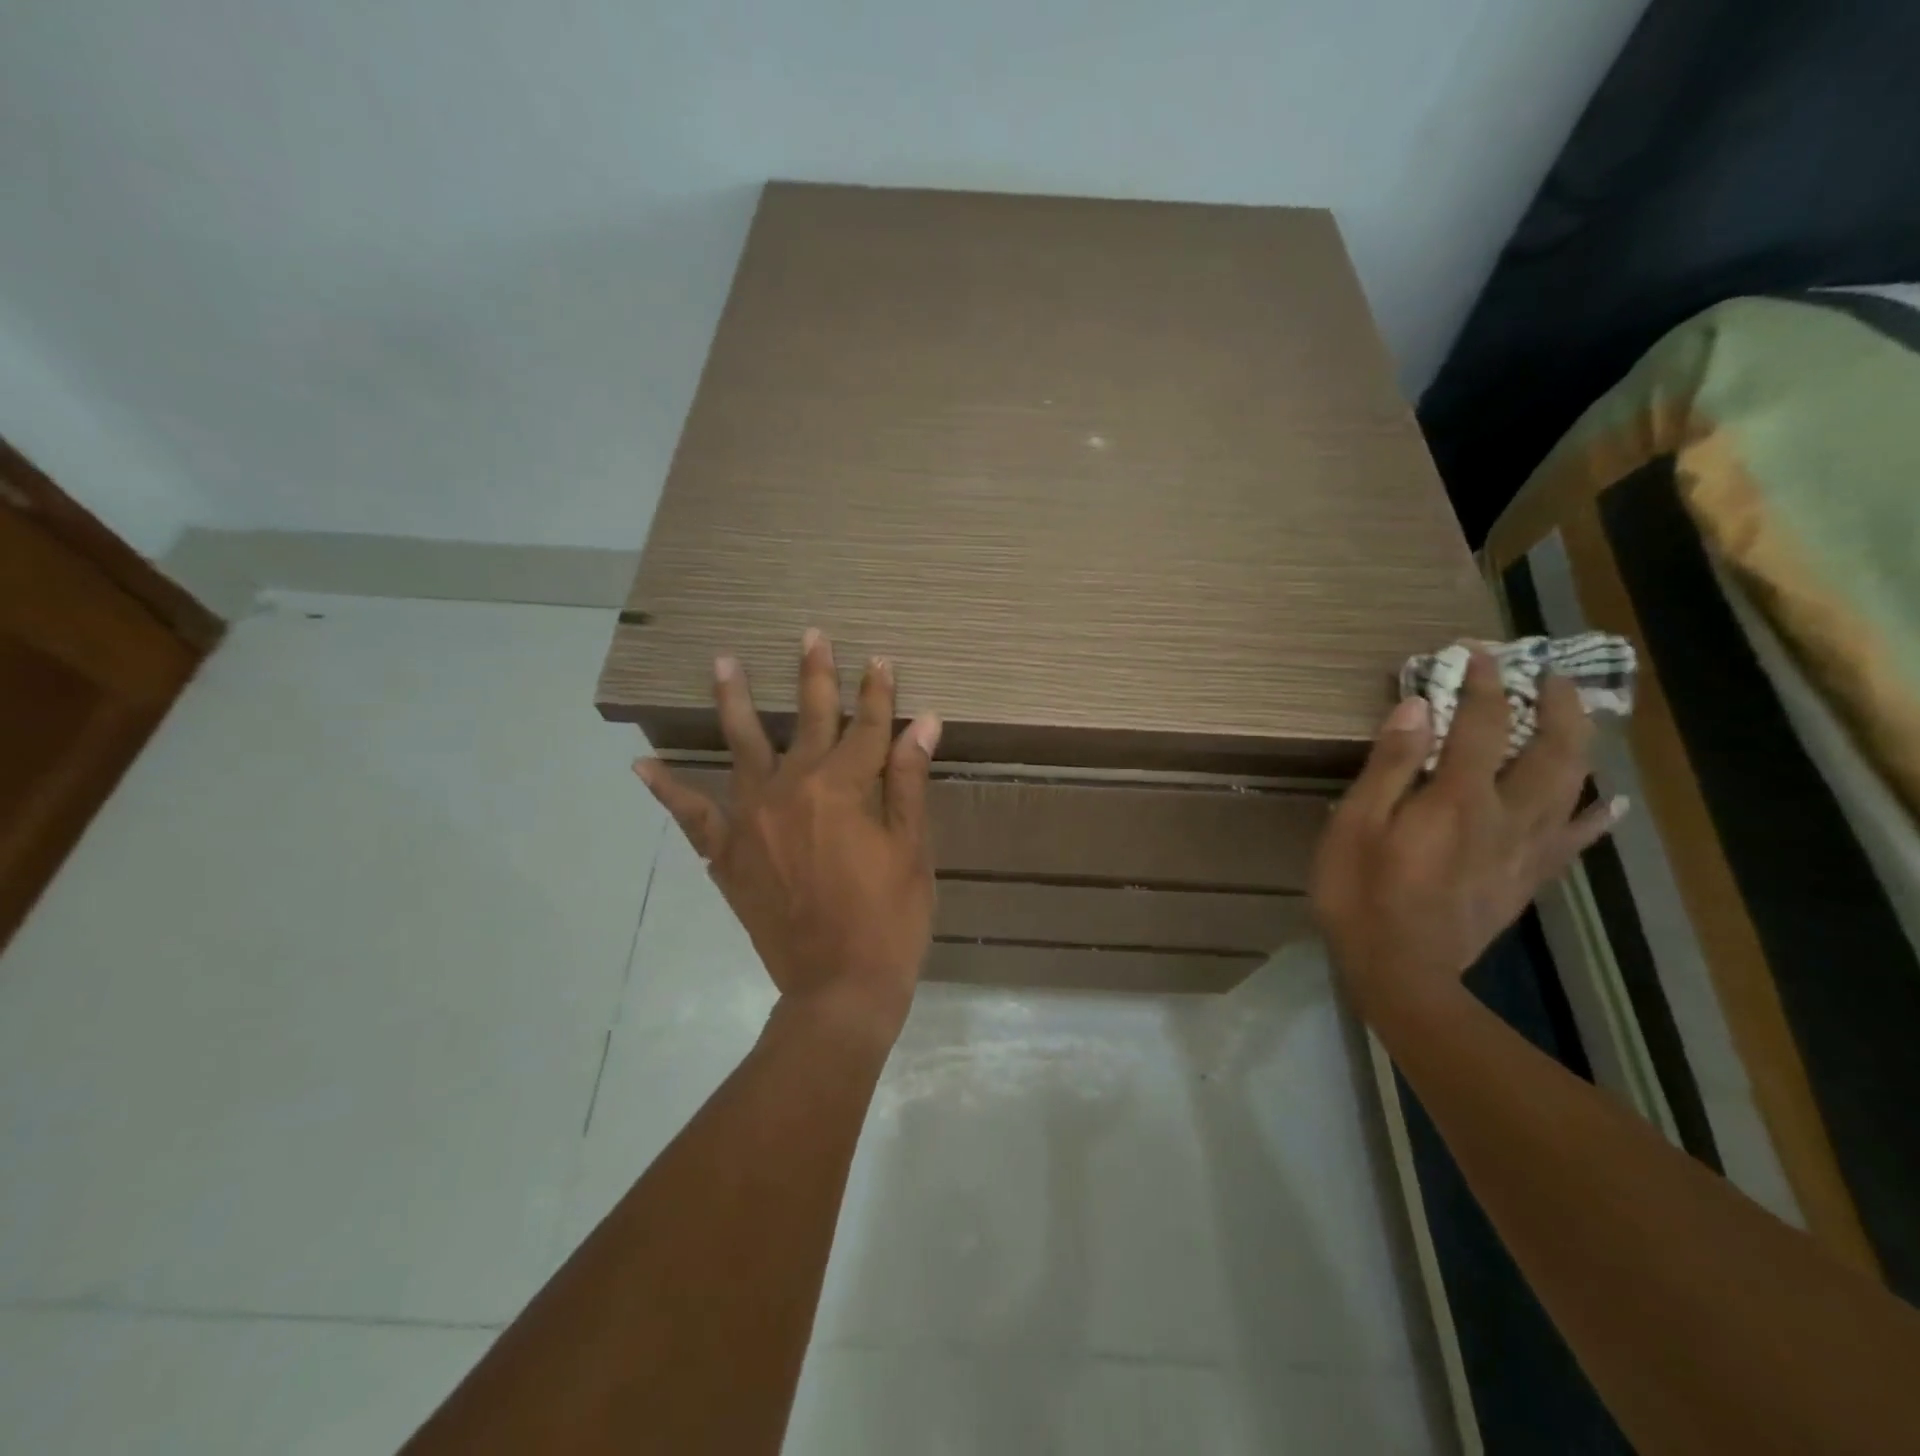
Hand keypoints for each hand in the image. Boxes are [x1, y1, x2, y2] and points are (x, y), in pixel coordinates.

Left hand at [634, 630, 941, 1046]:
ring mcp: (752, 818)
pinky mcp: (727, 853)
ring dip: (733, 700)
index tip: (880, 660)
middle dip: (814, 675)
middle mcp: (793, 789)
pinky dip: (668, 789)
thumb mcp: (912, 849)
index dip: (878, 692)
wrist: (839, 989)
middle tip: (810, 635)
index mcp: (844, 787)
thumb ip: (908, 780)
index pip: (867, 726)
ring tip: (722, 662)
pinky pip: (692, 814)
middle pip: (806, 719)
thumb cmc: (889, 919)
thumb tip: (923, 721)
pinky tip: (643, 765)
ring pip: (740, 745)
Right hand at [1311, 651, 1625, 1024]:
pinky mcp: (1527, 879)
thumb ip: (1389, 765)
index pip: (1480, 723)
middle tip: (1549, 674)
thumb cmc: (1361, 893)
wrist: (1401, 973)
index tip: (1477, 652)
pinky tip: (1608, 802)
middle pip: (1549, 749)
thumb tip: (1419, 706)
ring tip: (1578, 715)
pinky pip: (1573, 840)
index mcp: (1458, 797)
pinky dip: (1595, 816)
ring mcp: (1525, 849)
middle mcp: (1506, 815)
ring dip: (1578, 743)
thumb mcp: (1355, 824)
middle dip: (1553, 704)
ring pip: (1570, 786)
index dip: (1482, 683)